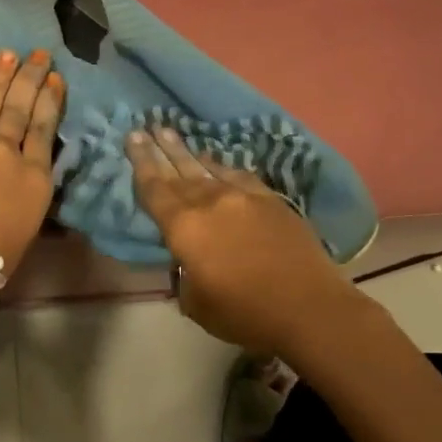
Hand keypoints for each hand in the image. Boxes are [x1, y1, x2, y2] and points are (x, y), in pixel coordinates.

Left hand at [0, 49, 63, 309]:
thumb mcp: (28, 226)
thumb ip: (29, 193)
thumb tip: (26, 175)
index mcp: (34, 177)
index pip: (46, 129)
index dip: (51, 100)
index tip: (55, 78)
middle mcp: (6, 153)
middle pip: (20, 109)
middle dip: (30, 79)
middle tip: (39, 53)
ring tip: (8, 54)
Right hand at [128, 126, 363, 358]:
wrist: (309, 308)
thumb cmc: (245, 313)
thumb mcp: (195, 303)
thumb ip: (184, 274)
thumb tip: (188, 260)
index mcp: (184, 228)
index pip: (154, 189)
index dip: (141, 163)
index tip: (132, 138)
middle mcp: (210, 203)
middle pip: (178, 171)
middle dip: (160, 149)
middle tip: (146, 127)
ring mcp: (243, 197)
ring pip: (208, 169)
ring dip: (188, 153)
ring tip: (173, 135)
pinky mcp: (271, 201)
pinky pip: (239, 177)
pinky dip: (223, 169)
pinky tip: (218, 165)